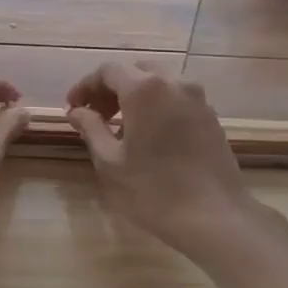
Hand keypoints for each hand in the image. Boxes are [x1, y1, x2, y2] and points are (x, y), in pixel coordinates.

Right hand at [65, 63, 278, 259]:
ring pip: (159, 83)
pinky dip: (157, 105)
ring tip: (120, 126)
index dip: (86, 86)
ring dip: (135, 96)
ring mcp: (198, 98)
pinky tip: (148, 134)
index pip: (108, 71)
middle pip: (136, 71)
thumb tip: (77, 111)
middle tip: (95, 115)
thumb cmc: (153, 190)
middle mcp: (174, 83)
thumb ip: (91, 128)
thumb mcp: (110, 162)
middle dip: (111, 88)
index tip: (73, 108)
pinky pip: (177, 98)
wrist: (214, 216)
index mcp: (145, 89)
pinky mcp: (211, 116)